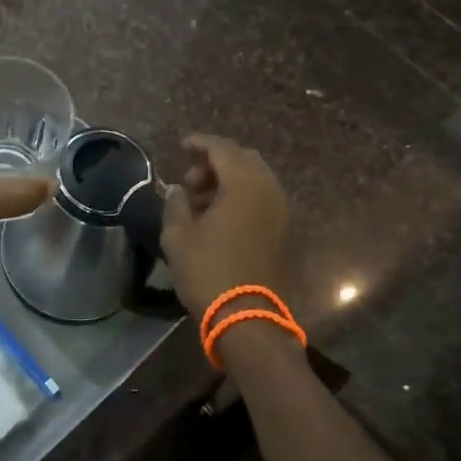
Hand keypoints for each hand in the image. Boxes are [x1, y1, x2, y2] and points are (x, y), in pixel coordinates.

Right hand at [159, 134, 289, 315]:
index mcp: (244, 184)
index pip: (222, 149)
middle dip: (215, 163)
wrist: (247, 317)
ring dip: (229, 181)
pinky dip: (242, 197)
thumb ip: (175, 204)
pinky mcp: (285, 231)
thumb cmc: (207, 271)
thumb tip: (178, 191)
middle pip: (243, 160)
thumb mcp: (178, 236)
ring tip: (201, 202)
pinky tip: (220, 217)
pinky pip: (263, 199)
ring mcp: (281, 211)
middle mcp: (269, 190)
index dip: (200, 143)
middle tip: (190, 181)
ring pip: (255, 180)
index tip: (182, 145)